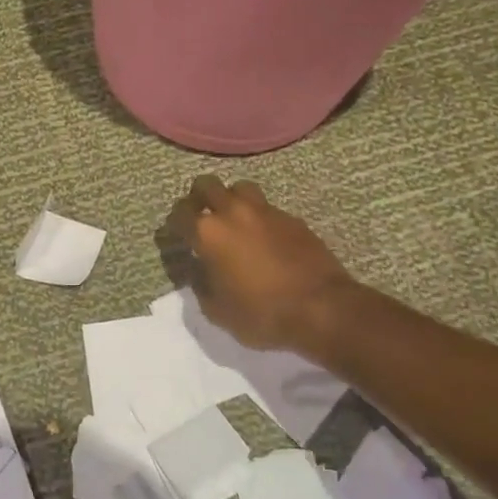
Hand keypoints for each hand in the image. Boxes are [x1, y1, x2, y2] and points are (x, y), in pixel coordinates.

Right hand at [164, 175, 356, 352]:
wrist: (323, 309)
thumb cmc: (263, 314)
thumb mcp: (218, 312)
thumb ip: (202, 286)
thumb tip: (200, 271)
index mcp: (209, 233)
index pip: (179, 213)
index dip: (173, 223)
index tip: (175, 235)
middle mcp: (233, 212)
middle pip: (206, 185)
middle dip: (198, 197)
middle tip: (200, 217)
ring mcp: (265, 211)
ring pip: (239, 188)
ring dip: (230, 199)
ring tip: (233, 220)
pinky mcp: (292, 218)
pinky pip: (267, 207)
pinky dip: (258, 216)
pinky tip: (263, 237)